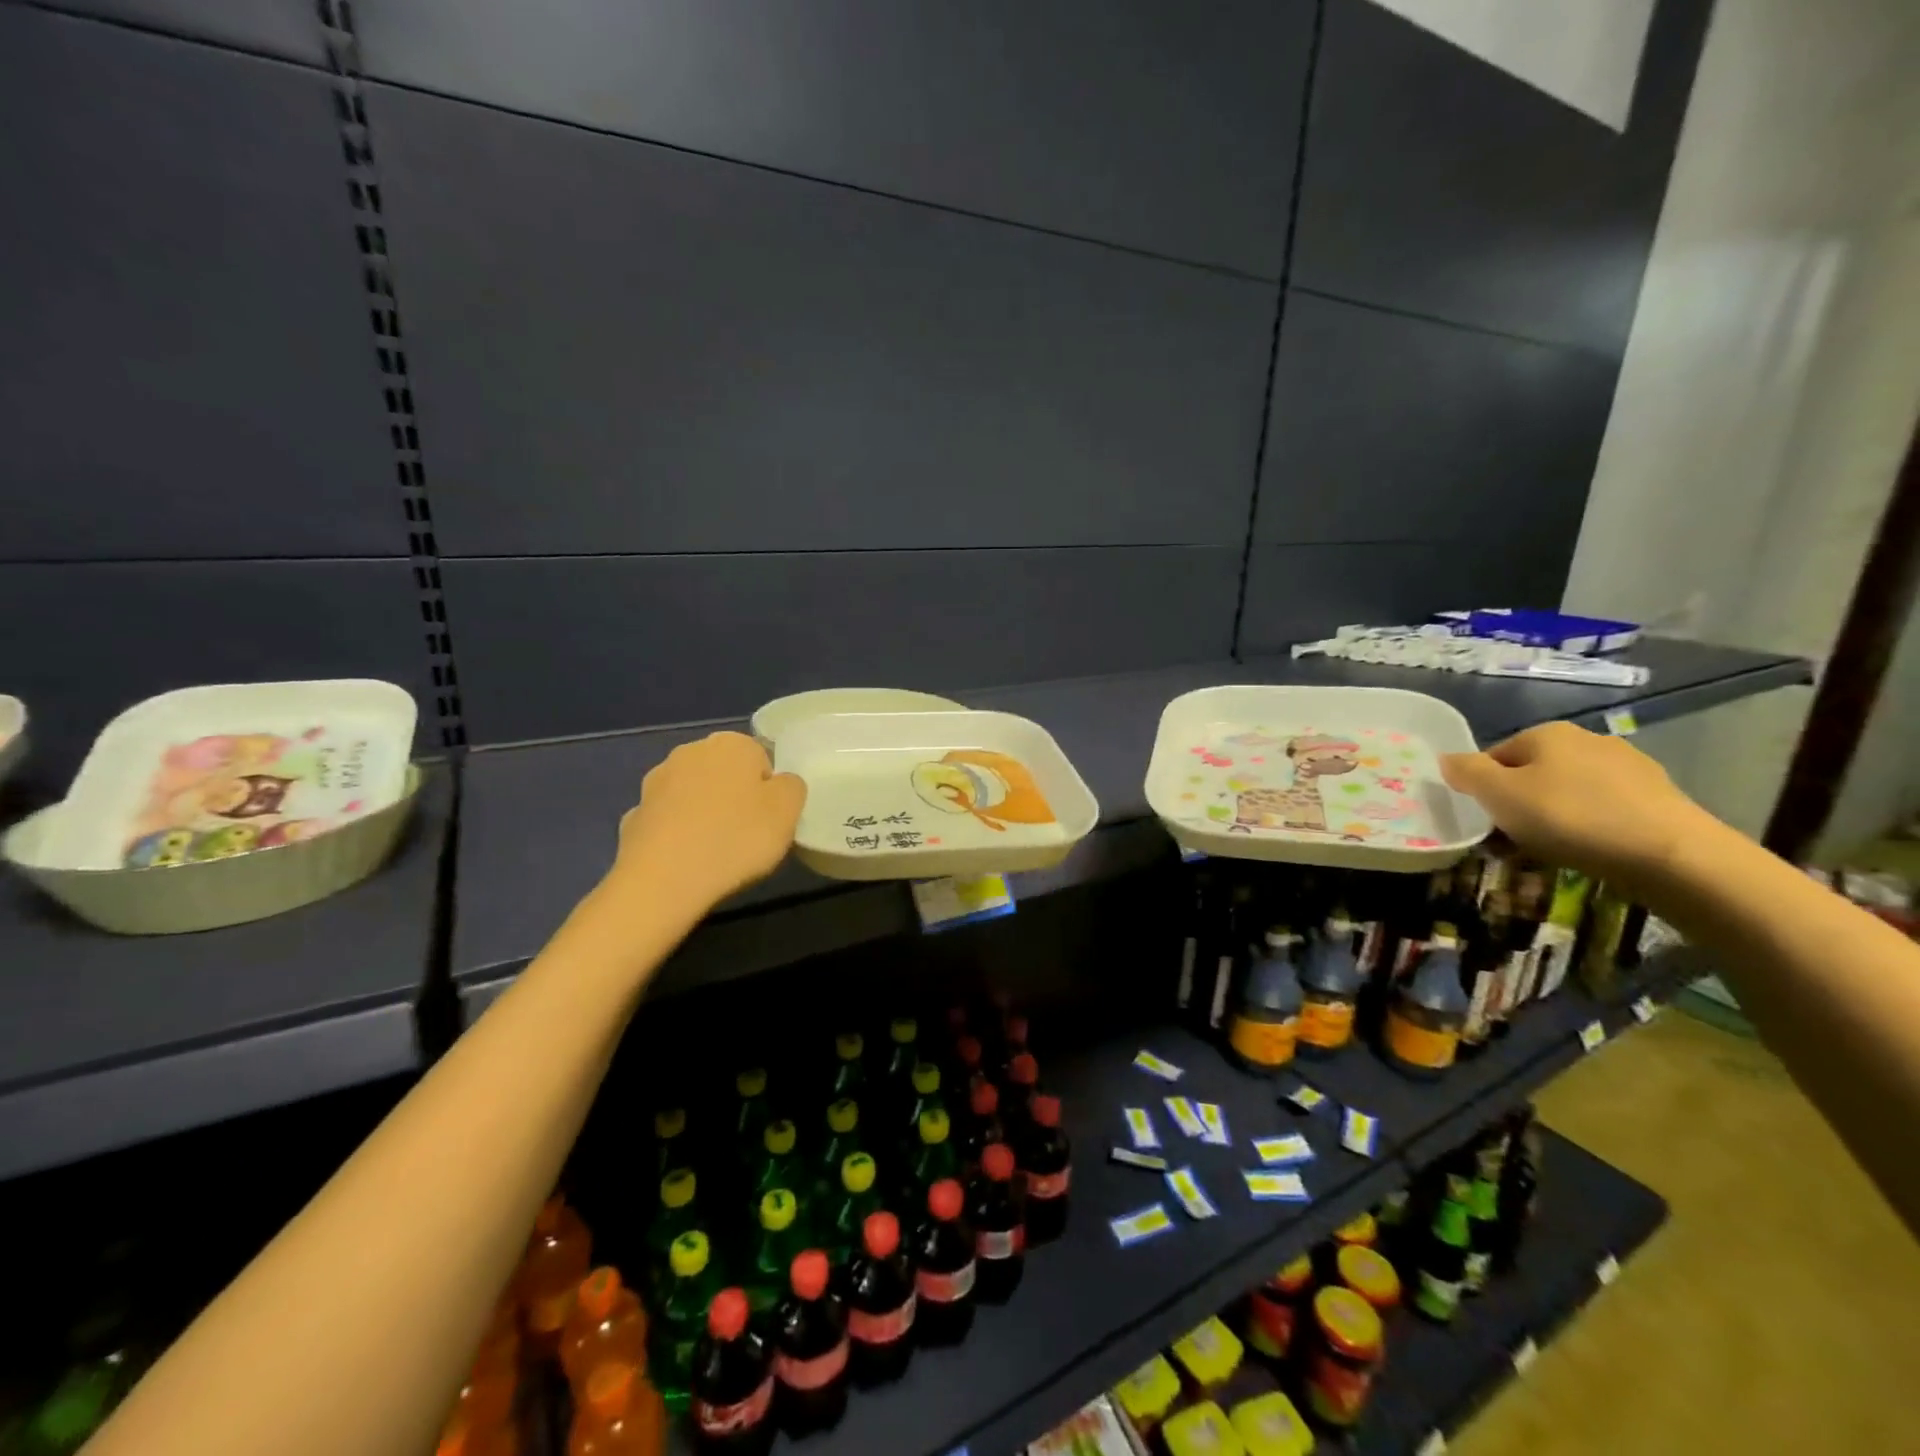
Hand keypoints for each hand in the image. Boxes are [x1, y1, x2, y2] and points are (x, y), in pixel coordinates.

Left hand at [610, 731, 805, 913]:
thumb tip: (779, 783)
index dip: (768, 791)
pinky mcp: (633, 815)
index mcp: (731, 744)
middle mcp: (689, 752)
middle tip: (746, 835)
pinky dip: (677, 835)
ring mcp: (655, 783)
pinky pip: (667, 822)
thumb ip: (791, 787)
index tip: (769, 820)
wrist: (663, 879)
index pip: (760, 759)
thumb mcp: (788, 811)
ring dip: (704, 814)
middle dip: (734, 797)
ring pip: (693, 795)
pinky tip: (685, 860)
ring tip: (715, 852)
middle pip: (724, 773)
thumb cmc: (736, 838)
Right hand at [1440, 721, 1715, 890]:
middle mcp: (1588, 740)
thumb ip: (1466, 773)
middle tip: (1516, 838)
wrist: (1671, 854)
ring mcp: (1629, 767)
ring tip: (1554, 849)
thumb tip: (1446, 759)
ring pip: (1570, 791)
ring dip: (1556, 815)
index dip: (1484, 789)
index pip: (1495, 756)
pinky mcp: (1659, 797)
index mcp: (1546, 733)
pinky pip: (1605, 809)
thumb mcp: (1499, 795)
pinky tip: (1592, 850)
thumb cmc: (1569, 817)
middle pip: (1534, 773)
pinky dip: (1591, 826)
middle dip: (1521, 802)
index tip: (1487, 820)